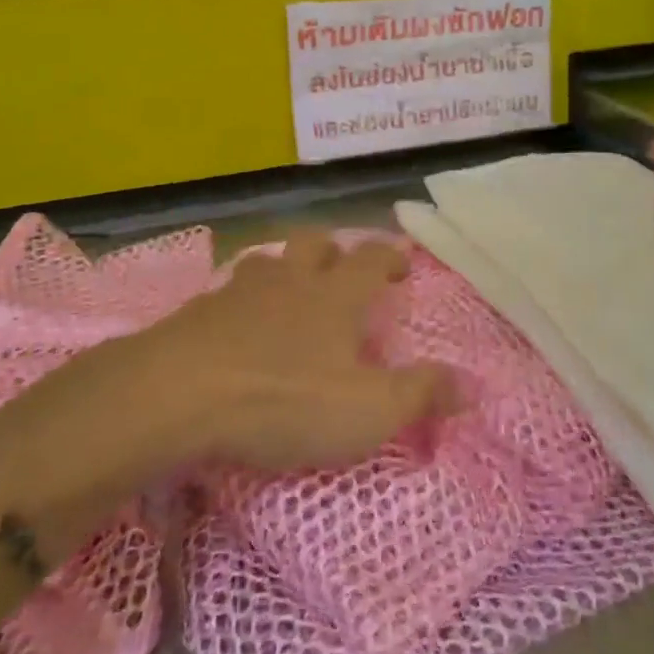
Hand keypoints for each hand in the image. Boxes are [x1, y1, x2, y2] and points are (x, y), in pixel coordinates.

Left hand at [145, 231, 454, 471]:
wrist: (179, 395)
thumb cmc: (284, 398)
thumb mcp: (368, 409)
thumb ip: (421, 394)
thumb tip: (473, 385)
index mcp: (334, 296)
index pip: (370, 259)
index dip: (389, 257)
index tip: (400, 266)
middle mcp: (289, 281)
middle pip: (313, 243)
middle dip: (331, 250)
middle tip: (340, 272)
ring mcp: (238, 292)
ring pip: (266, 263)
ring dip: (282, 272)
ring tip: (287, 297)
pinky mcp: (196, 315)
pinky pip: (225, 296)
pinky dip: (239, 305)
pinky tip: (235, 331)